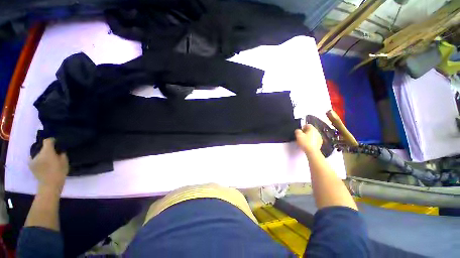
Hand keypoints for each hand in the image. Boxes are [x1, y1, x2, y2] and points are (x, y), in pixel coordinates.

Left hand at [29, 138, 68, 192]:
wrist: (49, 185)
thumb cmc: (59, 172)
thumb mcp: (64, 161)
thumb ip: (61, 154)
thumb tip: (59, 150)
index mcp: (46, 151)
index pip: (47, 141)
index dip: (52, 141)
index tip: (56, 143)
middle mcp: (38, 154)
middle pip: (42, 148)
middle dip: (47, 150)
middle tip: (53, 154)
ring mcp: (33, 160)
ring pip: (38, 154)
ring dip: (43, 155)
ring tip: (48, 160)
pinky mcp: (31, 165)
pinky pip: (35, 159)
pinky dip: (39, 160)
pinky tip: (43, 164)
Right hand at [295, 124, 322, 153]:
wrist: (312, 151)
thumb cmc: (305, 142)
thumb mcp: (298, 135)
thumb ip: (297, 131)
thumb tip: (298, 131)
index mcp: (312, 129)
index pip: (307, 125)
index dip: (302, 127)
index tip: (300, 131)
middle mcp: (317, 132)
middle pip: (310, 130)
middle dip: (305, 132)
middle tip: (301, 136)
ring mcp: (319, 138)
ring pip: (313, 135)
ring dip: (308, 136)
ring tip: (304, 141)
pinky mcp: (320, 143)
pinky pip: (314, 140)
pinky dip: (311, 141)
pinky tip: (307, 144)